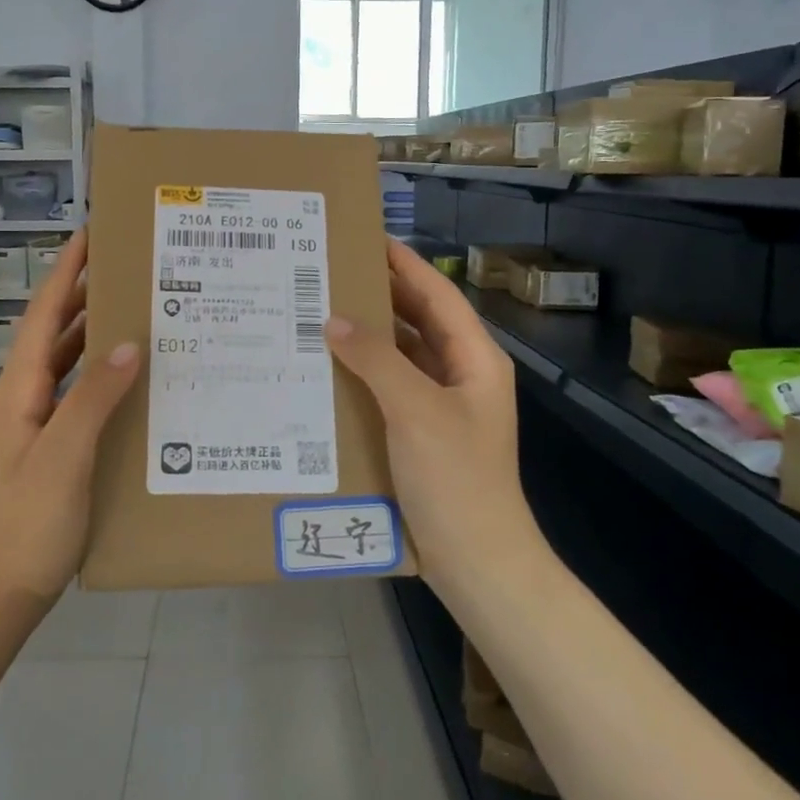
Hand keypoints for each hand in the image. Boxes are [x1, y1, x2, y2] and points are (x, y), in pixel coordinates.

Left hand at [0, 232, 140, 606]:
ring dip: (97, 333)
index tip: (92, 231)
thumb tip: (128, 340)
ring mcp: (40, 425)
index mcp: (22, 388)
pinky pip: (82, 397)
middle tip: (131, 266)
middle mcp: (28, 397)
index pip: (46, 312)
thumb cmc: (25, 524)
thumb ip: (93, 398)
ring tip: (139, 309)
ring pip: (70, 363)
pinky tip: (134, 381)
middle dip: (87, 292)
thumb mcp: (63, 458)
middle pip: (57, 330)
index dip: (67, 270)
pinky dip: (105, 377)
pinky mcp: (56, 450)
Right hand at [325, 240, 539, 589]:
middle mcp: (460, 374)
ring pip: (403, 355)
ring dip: (369, 335)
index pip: (437, 295)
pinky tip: (330, 369)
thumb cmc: (457, 478)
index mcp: (475, 359)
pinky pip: (391, 388)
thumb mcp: (416, 410)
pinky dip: (365, 373)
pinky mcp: (421, 433)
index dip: (405, 264)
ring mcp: (441, 406)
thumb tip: (334, 318)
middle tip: (332, 272)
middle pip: (419, 321)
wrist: (477, 561)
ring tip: (321, 312)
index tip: (365, 237)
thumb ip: (376, 359)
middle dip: (381, 294)